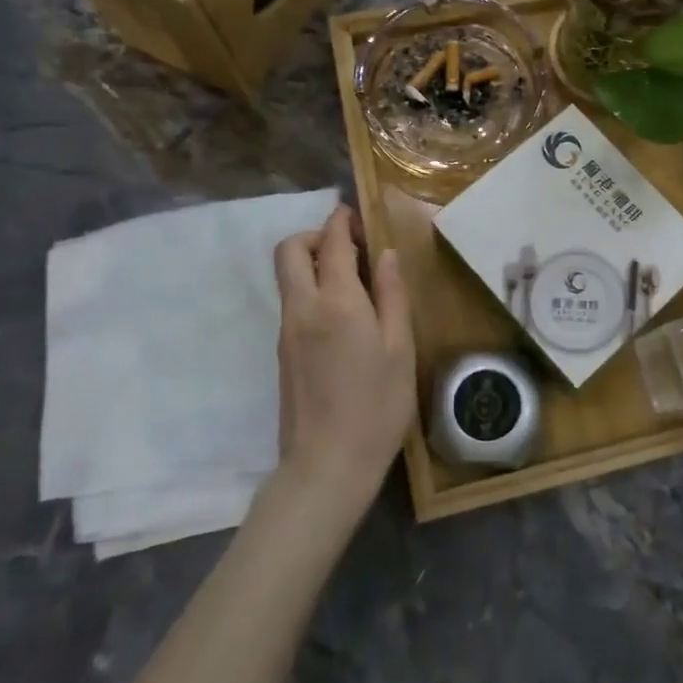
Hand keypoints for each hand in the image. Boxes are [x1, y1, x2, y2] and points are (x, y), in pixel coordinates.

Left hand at [271, 205, 416, 520]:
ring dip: (313, 262)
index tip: (358, 215)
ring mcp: (287, 330)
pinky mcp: (282, 352)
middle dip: (316, 235)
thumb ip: (392, 296)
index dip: (343, 221)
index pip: (331, 242)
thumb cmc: (377, 407)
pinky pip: (292, 301)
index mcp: (336, 302)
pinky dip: (311, 289)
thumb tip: (385, 255)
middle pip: (290, 250)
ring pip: (287, 276)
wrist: (326, 466)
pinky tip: (344, 316)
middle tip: (351, 248)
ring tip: (354, 282)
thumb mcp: (400, 349)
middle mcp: (302, 308)